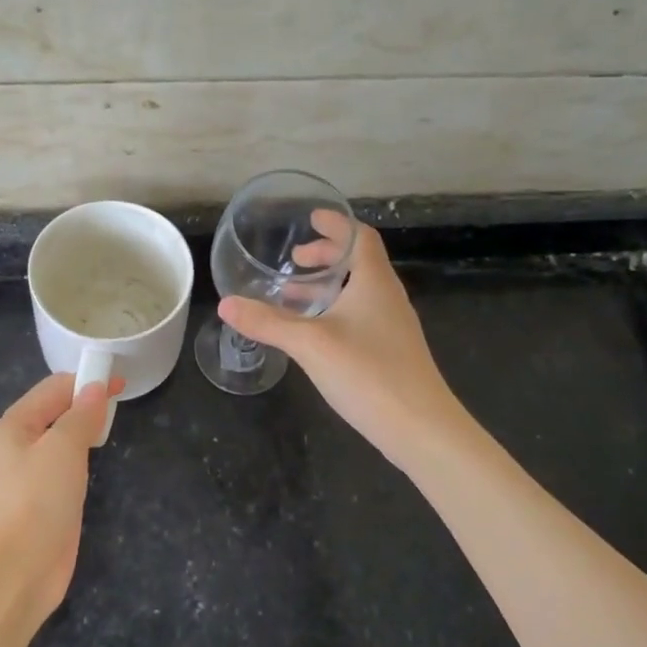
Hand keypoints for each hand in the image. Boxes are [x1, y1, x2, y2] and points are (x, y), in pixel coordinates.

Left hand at [0, 373, 123, 621]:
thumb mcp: (63, 448)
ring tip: (110, 428)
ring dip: (82, 430)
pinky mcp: (39, 503)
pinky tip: (95, 463)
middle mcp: (14, 447)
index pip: (52, 389)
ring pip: (58, 441)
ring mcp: (25, 477)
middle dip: (84, 403)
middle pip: (53, 412)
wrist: (16, 571)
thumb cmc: (37, 500)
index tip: (121, 383)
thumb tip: (96, 389)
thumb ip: (82, 415)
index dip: (86, 381)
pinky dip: (79, 458)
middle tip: (119, 405)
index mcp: (12, 426)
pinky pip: (60, 468)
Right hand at [219, 215, 463, 469]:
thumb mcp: (310, 344)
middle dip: (326, 255)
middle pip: (359, 262)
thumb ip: (267, 322)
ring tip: (291, 294)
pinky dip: (334, 311)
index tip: (311, 218)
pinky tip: (312, 334)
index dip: (337, 224)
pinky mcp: (390, 352)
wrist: (420, 428)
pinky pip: (359, 316)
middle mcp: (387, 298)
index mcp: (374, 283)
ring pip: (358, 292)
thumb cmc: (368, 373)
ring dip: (327, 286)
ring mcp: (392, 327)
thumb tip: (225, 304)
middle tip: (294, 260)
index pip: (360, 237)